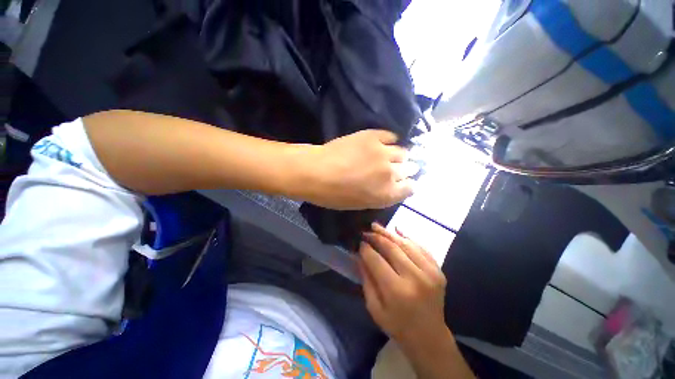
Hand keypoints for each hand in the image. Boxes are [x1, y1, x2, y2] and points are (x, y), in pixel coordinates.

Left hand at [303, 130, 417, 209]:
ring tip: (389, 155)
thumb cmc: (334, 195)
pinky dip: (390, 140)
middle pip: (409, 169)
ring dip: (399, 155)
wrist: (316, 172)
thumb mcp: (360, 204)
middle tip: (395, 168)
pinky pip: (391, 136)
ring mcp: (383, 153)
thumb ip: (380, 195)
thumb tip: (391, 186)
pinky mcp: (374, 136)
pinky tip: (383, 143)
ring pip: (403, 152)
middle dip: (405, 170)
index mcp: (387, 194)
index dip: (407, 185)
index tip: (403, 182)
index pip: (410, 188)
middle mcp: (391, 173)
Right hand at [358, 223, 446, 345]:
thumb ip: (366, 279)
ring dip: (390, 233)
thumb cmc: (397, 325)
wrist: (430, 337)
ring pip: (406, 244)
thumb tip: (359, 256)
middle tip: (366, 231)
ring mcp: (430, 272)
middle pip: (392, 248)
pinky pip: (421, 247)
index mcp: (397, 291)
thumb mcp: (374, 308)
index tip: (359, 243)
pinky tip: (397, 230)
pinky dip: (408, 237)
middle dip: (376, 237)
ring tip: (377, 227)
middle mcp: (415, 278)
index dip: (366, 249)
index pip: (377, 260)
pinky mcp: (438, 270)